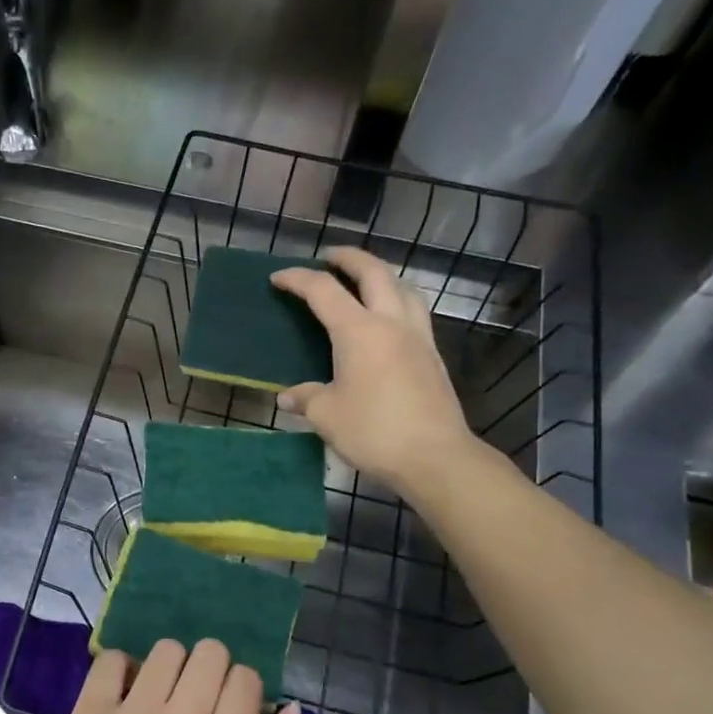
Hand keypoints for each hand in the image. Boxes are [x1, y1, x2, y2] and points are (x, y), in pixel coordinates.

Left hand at [50, 639, 307, 713]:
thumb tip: (292, 708)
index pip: (245, 677)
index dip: (242, 691)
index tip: (230, 712)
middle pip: (210, 653)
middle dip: (212, 671)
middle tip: (198, 701)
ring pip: (166, 650)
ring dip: (171, 668)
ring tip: (162, 698)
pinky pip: (110, 659)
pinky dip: (122, 668)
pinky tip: (126, 694)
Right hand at [270, 246, 481, 495]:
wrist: (434, 456)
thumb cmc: (373, 431)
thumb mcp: (327, 416)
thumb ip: (306, 398)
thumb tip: (288, 397)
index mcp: (359, 331)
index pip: (323, 291)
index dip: (298, 280)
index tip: (278, 279)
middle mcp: (391, 323)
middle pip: (373, 273)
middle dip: (349, 258)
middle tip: (329, 257)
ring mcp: (418, 338)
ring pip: (403, 288)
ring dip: (381, 276)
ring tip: (364, 283)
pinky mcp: (432, 357)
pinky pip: (414, 313)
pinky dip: (397, 301)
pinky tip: (388, 322)